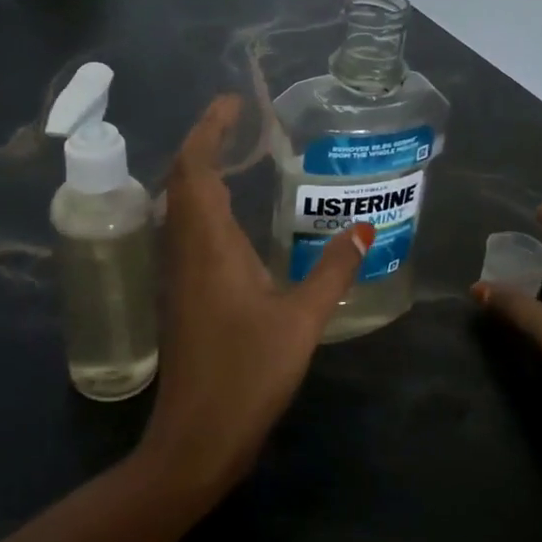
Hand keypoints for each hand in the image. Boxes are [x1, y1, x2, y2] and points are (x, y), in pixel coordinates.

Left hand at [137, 95, 373, 504]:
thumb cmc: (247, 375)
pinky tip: (232, 220)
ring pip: (179, 207)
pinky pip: (186, 232)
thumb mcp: (302, 321)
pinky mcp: (180, 296)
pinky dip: (203, 207)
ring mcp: (177, 275)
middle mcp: (183, 251)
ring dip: (200, 174)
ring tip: (238, 157)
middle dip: (205, 143)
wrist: (196, 439)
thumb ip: (334, 272)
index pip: (194, 168)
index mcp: (207, 245)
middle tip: (240, 122)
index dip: (208, 129)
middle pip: (182, 180)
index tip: (233, 103)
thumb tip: (364, 228)